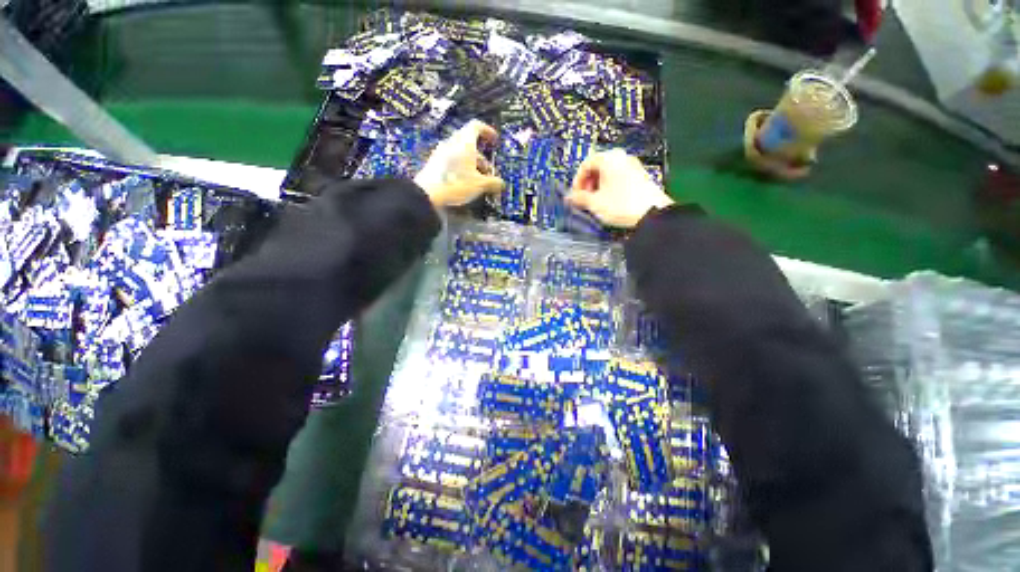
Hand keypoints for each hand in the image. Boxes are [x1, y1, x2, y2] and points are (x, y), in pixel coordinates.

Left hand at [415, 120, 504, 207]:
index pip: (477, 126)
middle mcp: (452, 143)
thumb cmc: (456, 183)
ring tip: (478, 179)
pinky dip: (461, 167)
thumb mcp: (479, 185)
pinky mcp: (435, 162)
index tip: (494, 140)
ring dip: (472, 163)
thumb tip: (502, 184)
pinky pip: (452, 160)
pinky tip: (464, 182)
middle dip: (481, 156)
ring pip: (461, 152)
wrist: (428, 193)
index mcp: (465, 142)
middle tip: (488, 170)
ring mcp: (442, 152)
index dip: (488, 131)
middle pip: (470, 142)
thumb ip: (493, 182)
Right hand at [566, 149, 672, 228]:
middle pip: (597, 167)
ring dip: (598, 187)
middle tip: (584, 199)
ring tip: (596, 202)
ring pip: (608, 173)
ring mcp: (632, 166)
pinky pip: (618, 178)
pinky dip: (609, 187)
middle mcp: (621, 157)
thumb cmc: (623, 205)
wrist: (652, 213)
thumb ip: (579, 198)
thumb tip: (570, 197)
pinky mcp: (640, 176)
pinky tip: (609, 202)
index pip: (585, 165)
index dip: (577, 181)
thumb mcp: (595, 203)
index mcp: (609, 158)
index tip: (575, 194)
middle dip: (587, 184)